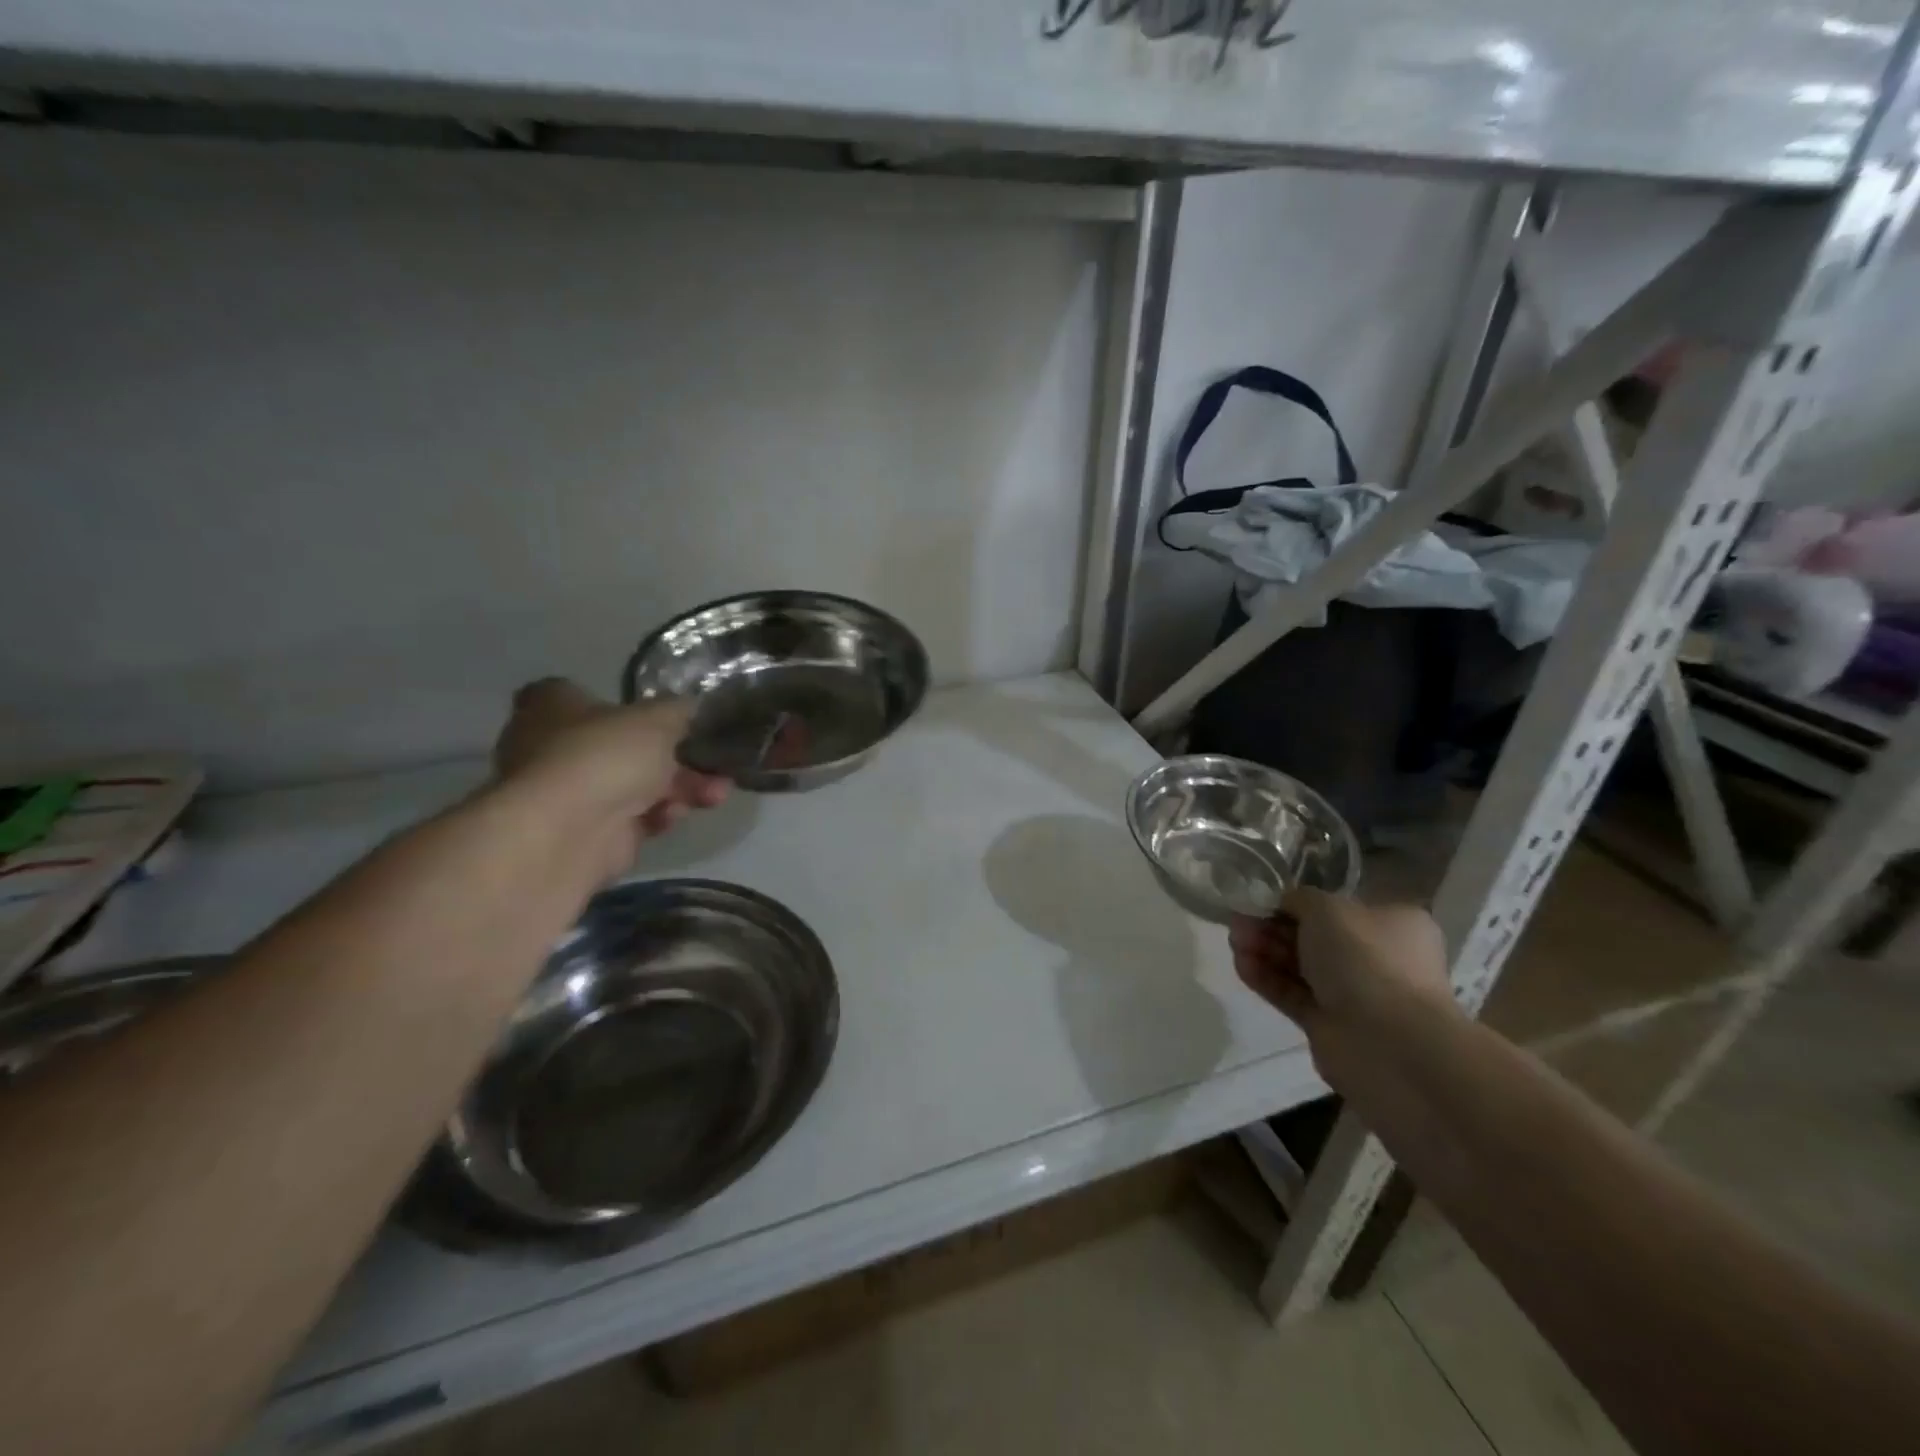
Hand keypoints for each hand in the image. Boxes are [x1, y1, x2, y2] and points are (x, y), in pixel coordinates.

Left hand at [493, 678, 728, 852]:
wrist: (569, 833)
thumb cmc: (604, 755)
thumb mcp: (658, 718)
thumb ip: (679, 710)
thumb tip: (690, 708)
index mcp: (553, 705)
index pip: (583, 694)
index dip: (625, 704)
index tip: (665, 716)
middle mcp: (553, 746)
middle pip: (623, 746)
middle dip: (675, 756)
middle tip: (712, 762)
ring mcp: (570, 793)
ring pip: (635, 783)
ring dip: (679, 787)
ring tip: (716, 793)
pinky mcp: (588, 832)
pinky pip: (634, 817)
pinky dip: (659, 814)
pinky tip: (676, 815)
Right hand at [1229, 890, 1456, 1082]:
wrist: (1390, 1043)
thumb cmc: (1366, 959)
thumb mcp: (1327, 908)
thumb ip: (1298, 898)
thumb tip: (1283, 902)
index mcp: (1390, 923)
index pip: (1336, 906)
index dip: (1296, 901)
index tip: (1260, 898)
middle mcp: (1375, 956)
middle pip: (1312, 935)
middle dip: (1271, 925)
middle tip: (1238, 920)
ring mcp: (1352, 993)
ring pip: (1299, 965)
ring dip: (1264, 949)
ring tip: (1233, 941)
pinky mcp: (1328, 1023)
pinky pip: (1291, 994)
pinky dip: (1266, 978)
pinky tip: (1241, 965)